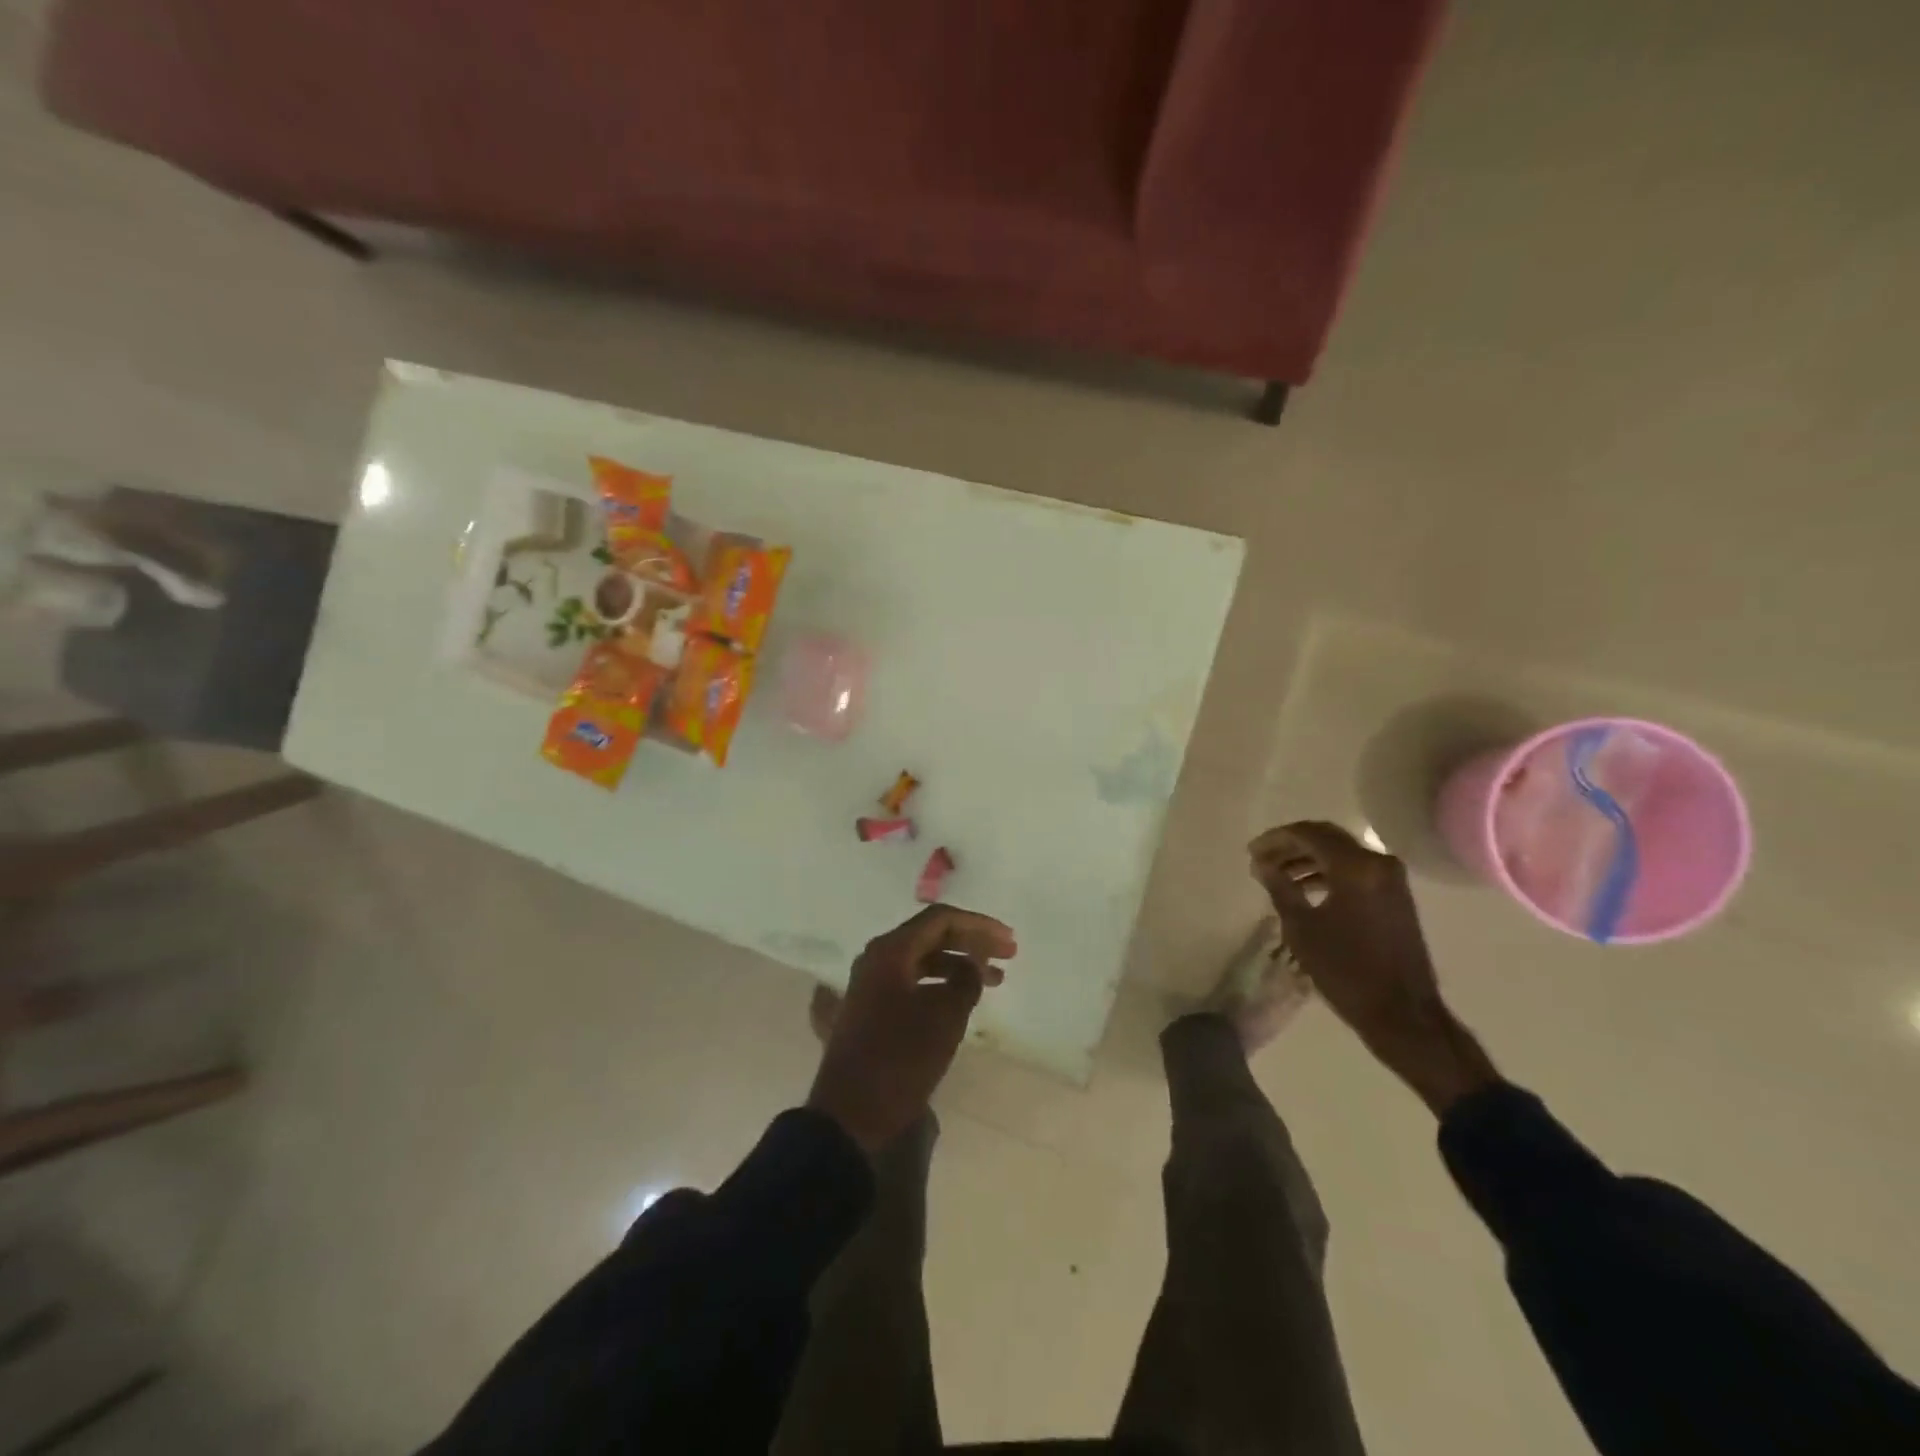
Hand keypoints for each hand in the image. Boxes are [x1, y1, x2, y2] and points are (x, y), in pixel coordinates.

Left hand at [807, 905, 1016, 1153]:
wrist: (849, 1115)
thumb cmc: (900, 1060)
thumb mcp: (945, 1017)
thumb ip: (966, 980)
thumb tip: (975, 961)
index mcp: (890, 951)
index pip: (941, 919)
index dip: (979, 926)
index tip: (1009, 942)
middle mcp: (877, 958)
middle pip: (931, 935)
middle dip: (971, 942)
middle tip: (1008, 956)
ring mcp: (870, 983)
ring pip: (922, 959)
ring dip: (958, 964)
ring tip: (993, 981)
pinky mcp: (870, 1007)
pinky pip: (911, 980)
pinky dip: (940, 983)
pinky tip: (961, 997)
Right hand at [1249, 821, 1495, 1114]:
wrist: (1402, 1013)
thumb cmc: (1346, 970)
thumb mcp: (1302, 928)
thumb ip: (1280, 888)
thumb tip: (1262, 864)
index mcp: (1356, 867)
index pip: (1308, 834)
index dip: (1276, 839)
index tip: (1251, 852)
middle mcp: (1378, 862)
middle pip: (1327, 838)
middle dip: (1291, 845)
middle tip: (1262, 858)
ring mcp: (1391, 878)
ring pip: (1342, 853)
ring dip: (1308, 859)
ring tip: (1278, 875)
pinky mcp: (1395, 895)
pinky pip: (1356, 870)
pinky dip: (1329, 872)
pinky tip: (1306, 889)